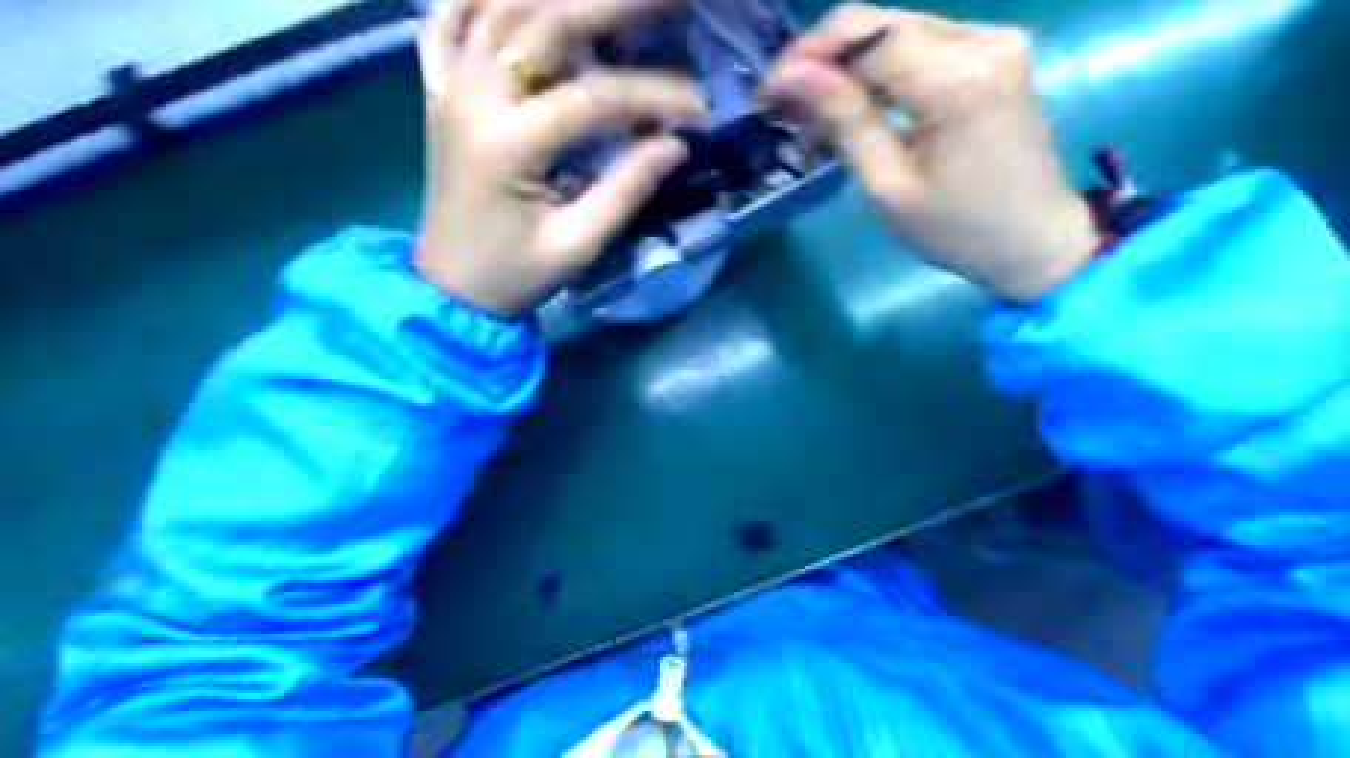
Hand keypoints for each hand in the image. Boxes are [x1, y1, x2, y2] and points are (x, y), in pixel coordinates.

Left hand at [413, 1, 706, 317]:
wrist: (449, 290)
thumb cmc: (514, 275)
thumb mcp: (577, 245)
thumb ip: (626, 191)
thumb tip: (675, 145)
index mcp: (507, 146)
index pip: (593, 98)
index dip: (654, 95)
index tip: (702, 105)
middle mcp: (472, 100)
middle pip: (545, 23)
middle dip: (614, 4)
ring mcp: (449, 89)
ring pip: (498, 7)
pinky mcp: (440, 94)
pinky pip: (446, 24)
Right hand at [763, 6, 1099, 301]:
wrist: (1037, 242)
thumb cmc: (959, 231)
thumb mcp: (890, 187)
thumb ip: (844, 122)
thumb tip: (792, 75)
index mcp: (959, 80)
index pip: (865, 37)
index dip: (807, 58)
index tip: (767, 96)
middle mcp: (982, 41)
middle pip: (879, 24)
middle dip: (822, 59)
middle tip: (782, 105)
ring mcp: (993, 41)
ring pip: (895, 31)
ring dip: (847, 67)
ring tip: (813, 115)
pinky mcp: (994, 53)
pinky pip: (920, 45)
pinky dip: (880, 72)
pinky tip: (856, 107)